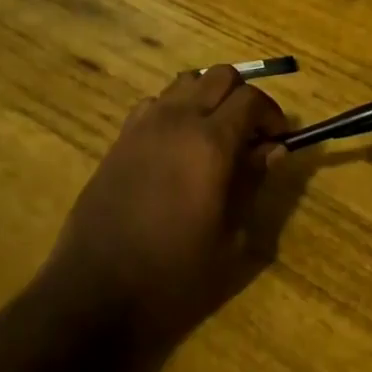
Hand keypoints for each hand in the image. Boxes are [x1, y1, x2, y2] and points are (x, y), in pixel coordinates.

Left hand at [42, 67, 288, 351]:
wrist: (94, 295)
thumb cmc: (172, 276)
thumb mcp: (228, 239)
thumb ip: (252, 183)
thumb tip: (272, 149)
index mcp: (211, 142)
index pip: (251, 98)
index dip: (271, 114)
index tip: (278, 138)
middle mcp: (179, 119)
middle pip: (221, 76)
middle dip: (243, 96)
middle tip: (251, 132)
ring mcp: (146, 124)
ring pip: (187, 81)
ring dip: (208, 96)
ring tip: (215, 132)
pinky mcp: (121, 137)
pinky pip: (156, 102)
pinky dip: (176, 109)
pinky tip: (177, 144)